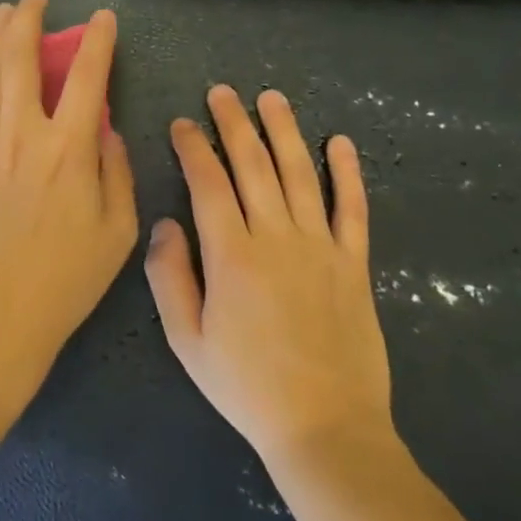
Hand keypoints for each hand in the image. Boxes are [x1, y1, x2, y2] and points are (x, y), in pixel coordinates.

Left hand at [0, 0, 138, 398]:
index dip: (96, 41)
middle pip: (21, 60)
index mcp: (69, 147)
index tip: (101, 18)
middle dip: (28, 20)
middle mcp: (23, 134)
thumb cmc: (65, 280)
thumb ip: (116, 172)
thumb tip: (106, 130)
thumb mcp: (117, 232)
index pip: (87, 76)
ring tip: (0, 15)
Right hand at [143, 85, 394, 466]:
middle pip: (253, 165)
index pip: (208, 182)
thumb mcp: (186, 340)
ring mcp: (320, 246)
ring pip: (300, 174)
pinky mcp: (354, 263)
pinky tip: (340, 142)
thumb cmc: (246, 386)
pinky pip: (352, 208)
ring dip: (284, 132)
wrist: (325, 428)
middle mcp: (276, 237)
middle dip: (234, 123)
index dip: (193, 147)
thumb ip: (169, 276)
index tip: (182, 123)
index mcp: (231, 255)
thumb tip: (166, 223)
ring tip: (271, 98)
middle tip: (222, 92)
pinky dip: (348, 172)